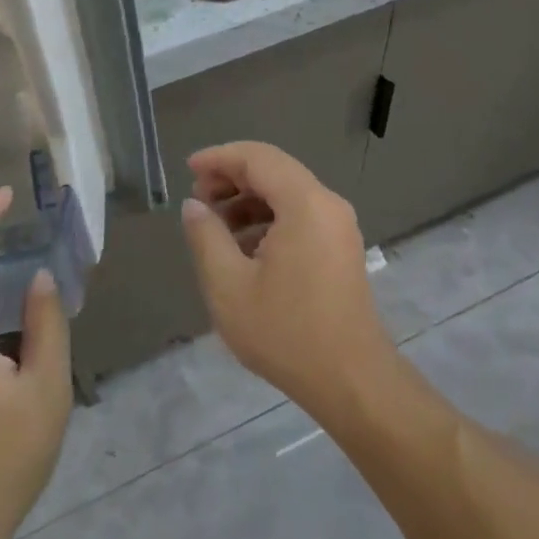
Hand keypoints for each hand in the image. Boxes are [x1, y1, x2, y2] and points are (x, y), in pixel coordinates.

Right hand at [179, 142, 398, 417]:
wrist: (351, 380)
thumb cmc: (286, 332)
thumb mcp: (229, 286)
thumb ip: (206, 237)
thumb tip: (194, 206)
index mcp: (304, 203)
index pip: (257, 158)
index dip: (219, 157)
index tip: (188, 170)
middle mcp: (327, 202)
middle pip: (274, 170)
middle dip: (232, 177)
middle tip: (198, 199)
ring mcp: (339, 224)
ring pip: (287, 192)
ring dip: (249, 199)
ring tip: (215, 225)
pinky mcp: (341, 245)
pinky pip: (301, 213)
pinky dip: (269, 218)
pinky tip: (244, 247)